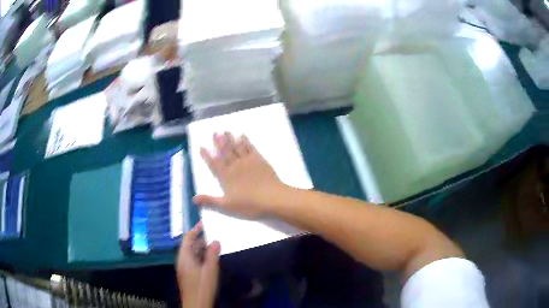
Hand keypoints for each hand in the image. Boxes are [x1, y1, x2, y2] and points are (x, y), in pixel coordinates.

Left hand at [176, 222, 219, 307]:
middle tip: (214, 234)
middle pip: (189, 245)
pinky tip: (212, 259)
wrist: (196, 304)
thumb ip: (212, 254)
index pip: (187, 238)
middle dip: (201, 239)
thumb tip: (215, 240)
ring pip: (192, 253)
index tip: (205, 223)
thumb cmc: (202, 286)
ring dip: (202, 249)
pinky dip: (201, 256)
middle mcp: (182, 260)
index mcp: (184, 257)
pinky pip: (194, 260)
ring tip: (215, 245)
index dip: (195, 229)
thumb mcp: (210, 270)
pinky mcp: (188, 274)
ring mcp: (184, 268)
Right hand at [193, 132, 286, 218]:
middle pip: (225, 152)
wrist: (272, 198)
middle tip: (214, 132)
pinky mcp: (259, 160)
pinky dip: (246, 141)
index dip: (207, 156)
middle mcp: (235, 166)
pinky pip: (250, 148)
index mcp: (226, 177)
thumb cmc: (249, 204)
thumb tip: (193, 199)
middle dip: (219, 142)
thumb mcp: (226, 206)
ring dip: (230, 139)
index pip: (213, 164)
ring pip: (236, 147)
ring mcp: (247, 161)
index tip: (202, 147)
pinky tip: (243, 136)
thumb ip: (210, 201)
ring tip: (225, 131)